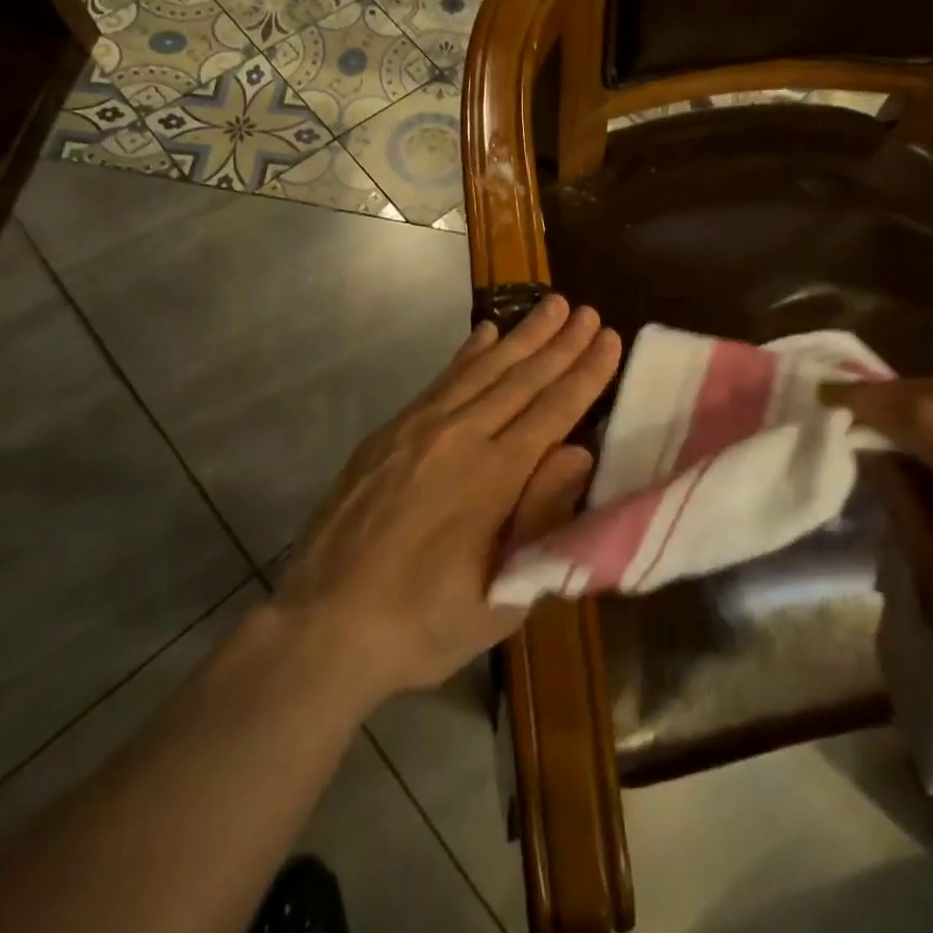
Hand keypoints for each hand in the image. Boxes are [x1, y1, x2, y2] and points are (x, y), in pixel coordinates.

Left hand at [273, 296, 620, 707]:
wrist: (322, 627)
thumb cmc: (423, 624)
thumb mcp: (502, 595)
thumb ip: (542, 518)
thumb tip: (578, 452)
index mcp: (495, 476)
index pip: (554, 410)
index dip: (586, 373)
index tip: (610, 339)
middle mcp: (461, 437)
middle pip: (522, 378)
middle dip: (561, 343)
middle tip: (589, 311)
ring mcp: (419, 428)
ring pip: (483, 369)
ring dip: (522, 335)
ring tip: (552, 304)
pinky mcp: (389, 432)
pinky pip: (441, 380)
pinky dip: (468, 354)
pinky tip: (486, 333)